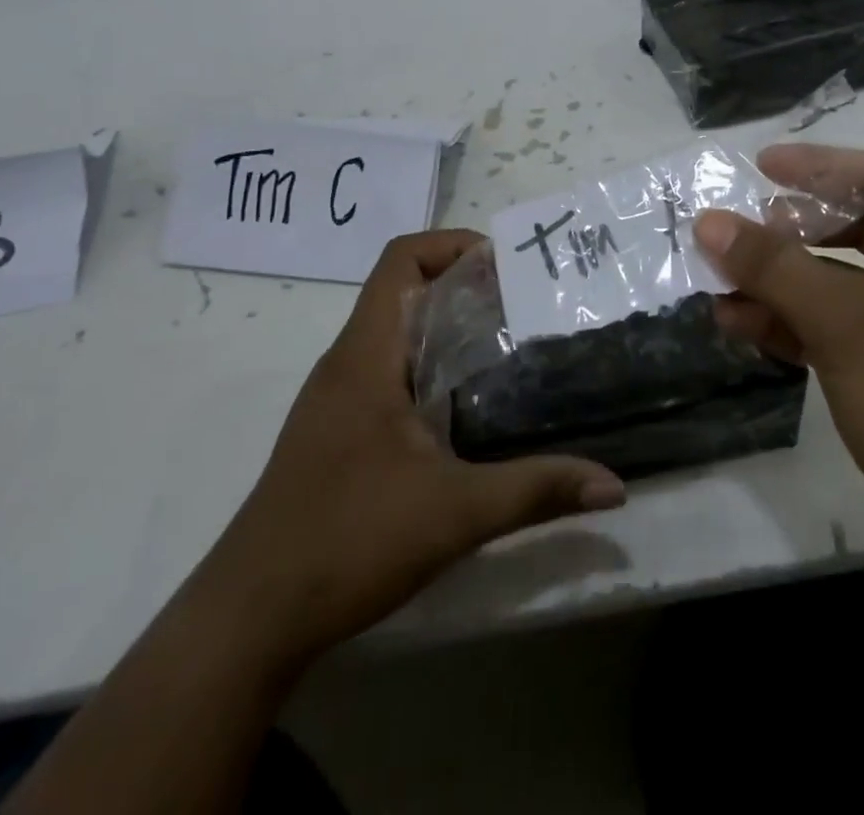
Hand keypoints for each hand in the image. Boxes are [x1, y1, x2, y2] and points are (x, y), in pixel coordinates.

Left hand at [218, 230, 625, 659]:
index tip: (505, 265)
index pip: (400, 260)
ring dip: (446, 328)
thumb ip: (537, 490)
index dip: (451, 244)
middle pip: (402, 290)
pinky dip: (428, 367)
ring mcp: (336, 400)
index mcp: (365, 356)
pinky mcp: (335, 433)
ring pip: (395, 334)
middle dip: (463, 286)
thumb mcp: (455, 512)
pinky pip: (386, 372)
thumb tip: (614, 487)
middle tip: (524, 305)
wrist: (250, 619)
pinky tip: (466, 408)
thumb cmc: (348, 542)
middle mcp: (346, 364)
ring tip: (507, 347)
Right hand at [696, 146, 863, 576]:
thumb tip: (709, 222)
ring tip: (721, 281)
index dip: (818, 167)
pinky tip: (741, 323)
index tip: (760, 166)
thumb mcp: (847, 323)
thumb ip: (774, 266)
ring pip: (848, 283)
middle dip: (795, 232)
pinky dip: (797, 323)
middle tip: (742, 228)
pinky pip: (847, 328)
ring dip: (785, 282)